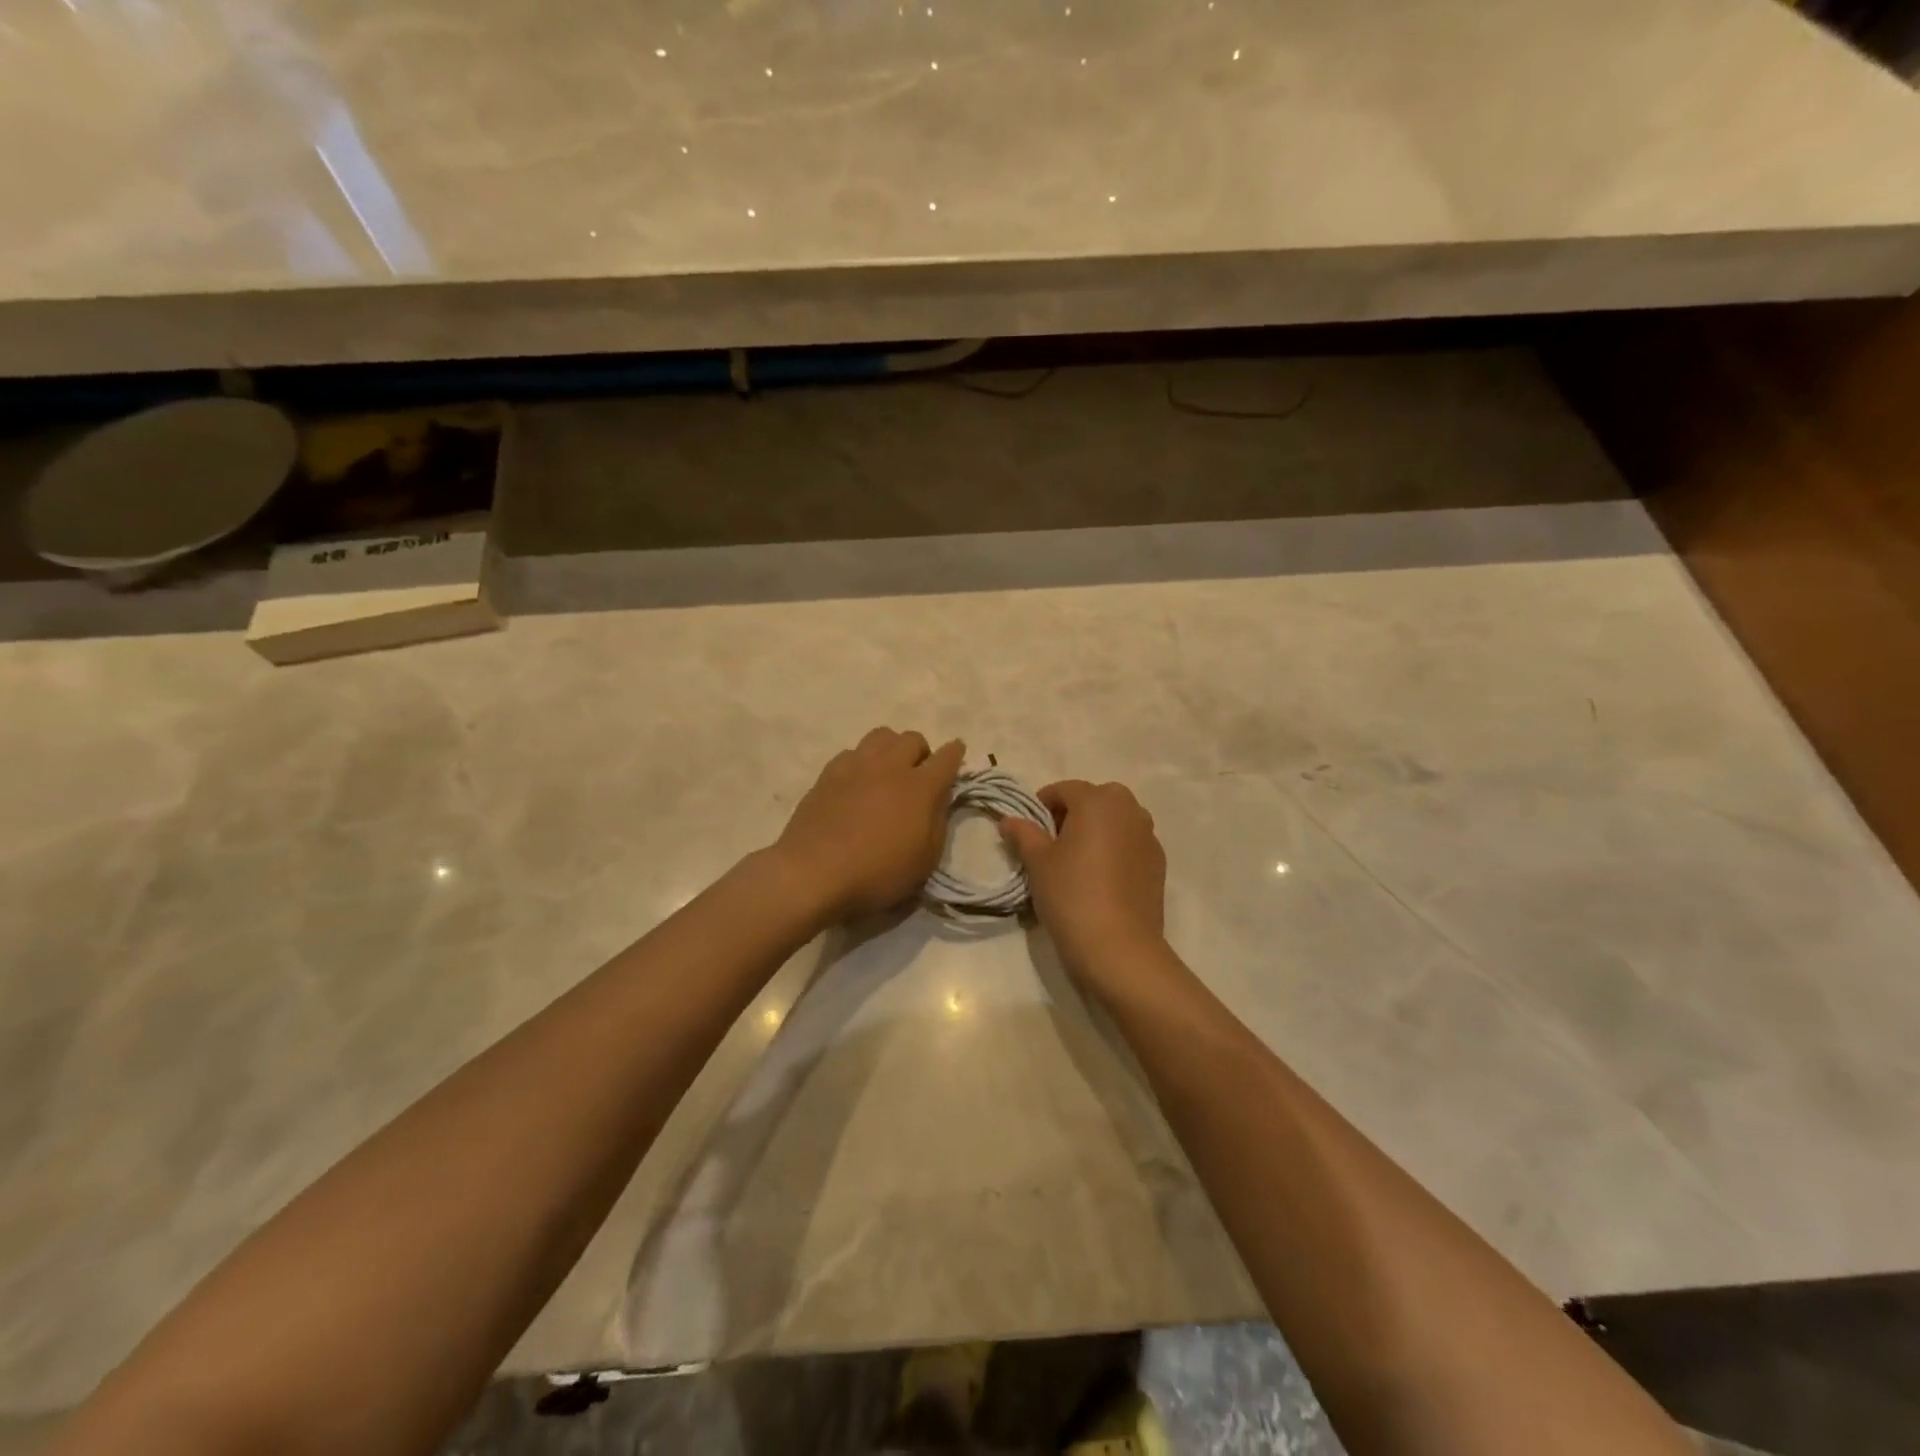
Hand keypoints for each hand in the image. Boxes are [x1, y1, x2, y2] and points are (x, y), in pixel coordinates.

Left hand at [772, 728, 965, 922]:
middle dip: (921, 752)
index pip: (947, 758)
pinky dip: (862, 762)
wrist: (813, 873)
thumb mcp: (924, 860)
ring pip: (881, 736)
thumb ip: (937, 823)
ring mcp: (856, 766)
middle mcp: (890, 766)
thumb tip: (938, 799)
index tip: (956, 754)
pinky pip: (852, 752)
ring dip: (891, 749)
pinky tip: (857, 783)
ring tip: (887, 772)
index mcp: (920, 787)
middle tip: (918, 775)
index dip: (955, 754)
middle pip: (912, 739)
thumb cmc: (877, 874)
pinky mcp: (828, 773)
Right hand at [999, 779, 1167, 982]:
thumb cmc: (1071, 895)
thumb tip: (1008, 820)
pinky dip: (1115, 849)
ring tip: (1078, 861)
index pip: (1064, 789)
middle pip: (1095, 799)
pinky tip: (1101, 879)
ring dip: (1097, 830)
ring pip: (1117, 820)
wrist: (1119, 947)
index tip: (1029, 831)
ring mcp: (1149, 836)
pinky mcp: (1159, 863)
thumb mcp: (1038, 863)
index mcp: (1098, 800)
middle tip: (1053, 844)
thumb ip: (1023, 834)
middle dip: (1073, 813)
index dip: (1042, 806)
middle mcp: (1129, 809)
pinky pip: (1131, 843)